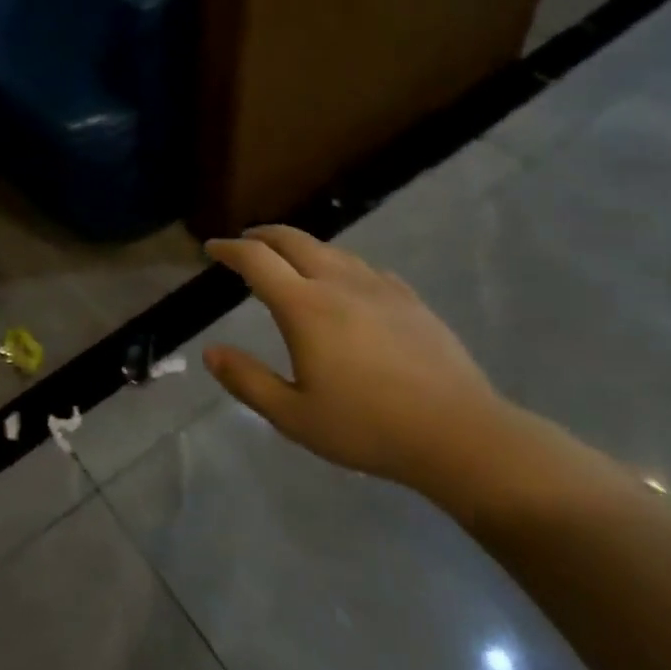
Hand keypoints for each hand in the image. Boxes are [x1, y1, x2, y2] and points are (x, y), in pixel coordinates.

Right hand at [203, 226, 509, 491]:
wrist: (460, 433)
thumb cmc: (368, 427)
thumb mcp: (295, 416)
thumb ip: (248, 381)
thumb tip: (211, 352)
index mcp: (304, 306)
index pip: (256, 259)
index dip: (229, 249)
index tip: (212, 249)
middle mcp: (337, 282)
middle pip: (292, 239)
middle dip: (262, 236)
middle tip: (245, 244)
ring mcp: (377, 286)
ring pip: (330, 249)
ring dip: (300, 247)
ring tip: (289, 261)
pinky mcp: (408, 298)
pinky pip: (363, 267)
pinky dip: (338, 264)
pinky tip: (345, 284)